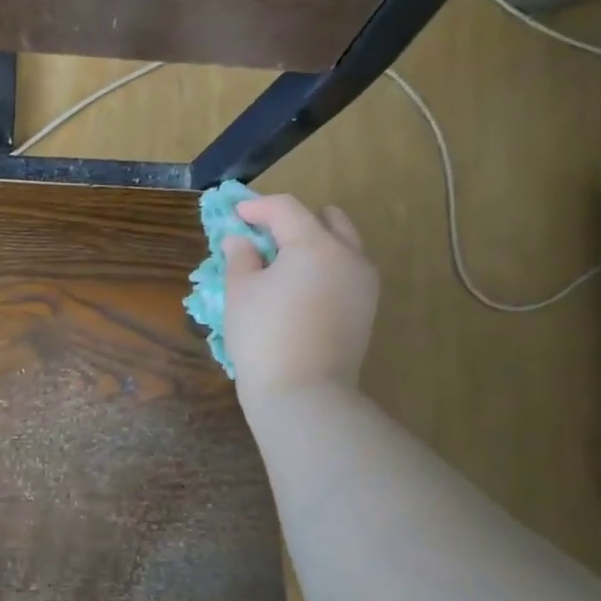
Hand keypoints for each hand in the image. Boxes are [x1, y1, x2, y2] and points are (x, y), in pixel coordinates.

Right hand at [224, 195, 378, 409]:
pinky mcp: (366, 310)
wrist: (303, 393)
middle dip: (294, 222)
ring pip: (342, 246)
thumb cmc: (264, 336)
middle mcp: (349, 256)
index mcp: (316, 245)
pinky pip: (345, 273)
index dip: (257, 207)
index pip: (286, 209)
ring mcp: (363, 284)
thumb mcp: (240, 292)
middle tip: (264, 238)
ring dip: (313, 245)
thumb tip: (240, 240)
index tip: (234, 215)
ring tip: (281, 266)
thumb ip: (240, 257)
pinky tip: (299, 291)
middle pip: (326, 220)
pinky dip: (323, 270)